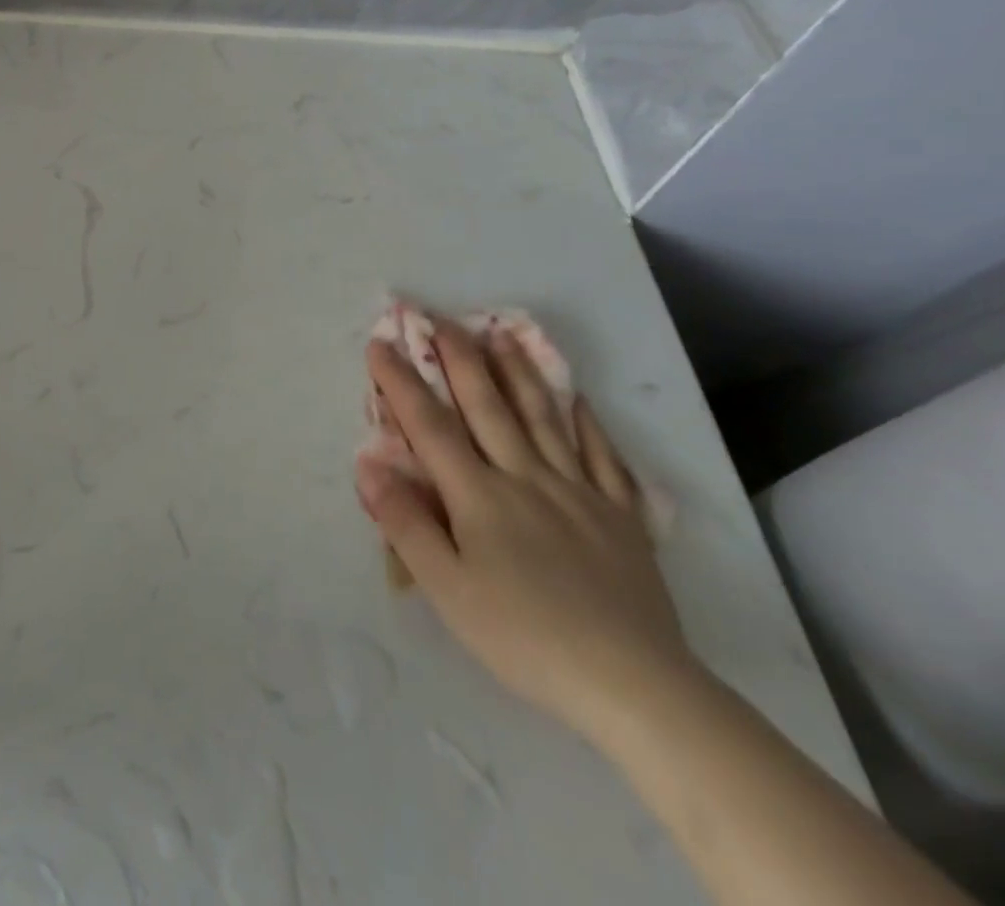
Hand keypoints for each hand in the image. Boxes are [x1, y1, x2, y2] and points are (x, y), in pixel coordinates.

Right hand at [355, 317, 696, 742]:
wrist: (635, 686)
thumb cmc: (525, 637)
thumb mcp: (448, 591)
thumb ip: (406, 524)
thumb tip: (369, 464)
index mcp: (480, 496)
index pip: (430, 426)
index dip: (401, 382)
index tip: (380, 343)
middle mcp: (526, 478)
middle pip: (488, 407)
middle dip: (460, 359)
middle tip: (442, 318)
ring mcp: (578, 492)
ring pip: (543, 418)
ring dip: (518, 372)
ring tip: (502, 333)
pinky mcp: (620, 516)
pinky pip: (602, 457)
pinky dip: (587, 423)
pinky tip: (579, 399)